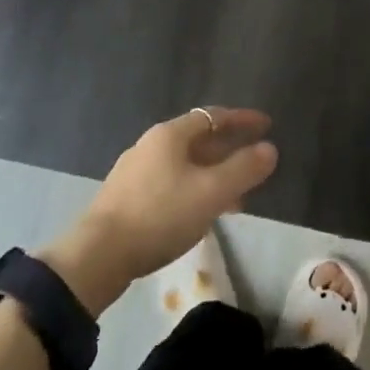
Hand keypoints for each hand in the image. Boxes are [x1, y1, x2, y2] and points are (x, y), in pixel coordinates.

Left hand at [42, 108, 277, 315]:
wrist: (99, 253)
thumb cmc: (160, 215)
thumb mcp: (210, 193)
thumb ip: (243, 169)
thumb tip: (270, 149)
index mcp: (170, 134)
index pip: (213, 116)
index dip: (242, 120)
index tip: (267, 125)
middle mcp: (152, 144)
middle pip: (198, 138)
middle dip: (229, 148)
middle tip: (256, 161)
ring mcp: (136, 170)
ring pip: (186, 163)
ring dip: (214, 173)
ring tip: (238, 194)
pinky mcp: (128, 196)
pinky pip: (172, 182)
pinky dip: (195, 188)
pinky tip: (203, 212)